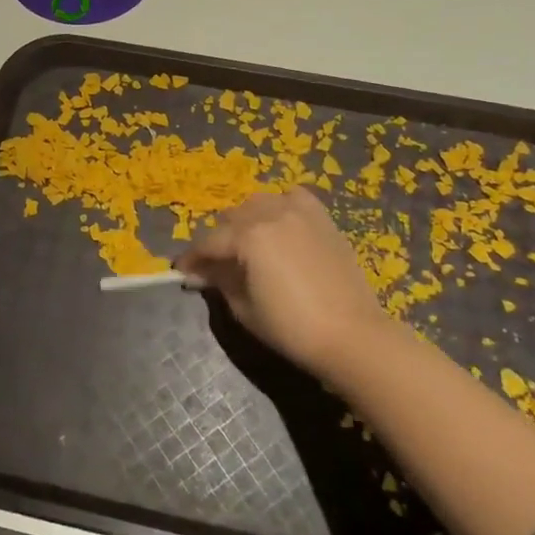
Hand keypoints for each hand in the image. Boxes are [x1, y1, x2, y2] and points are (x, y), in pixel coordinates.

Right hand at [176, 190, 394, 384]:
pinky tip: (278, 224)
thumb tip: (201, 273)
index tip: (182, 272)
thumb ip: (219, 282)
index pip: (209, 242)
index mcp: (248, 236)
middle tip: (215, 265)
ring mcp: (300, 212)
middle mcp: (271, 213)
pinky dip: (279, 206)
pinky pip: (292, 198)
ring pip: (258, 203)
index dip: (192, 259)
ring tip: (246, 244)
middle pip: (231, 218)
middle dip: (218, 240)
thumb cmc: (292, 327)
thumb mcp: (244, 308)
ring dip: (245, 220)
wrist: (352, 335)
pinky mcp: (322, 218)